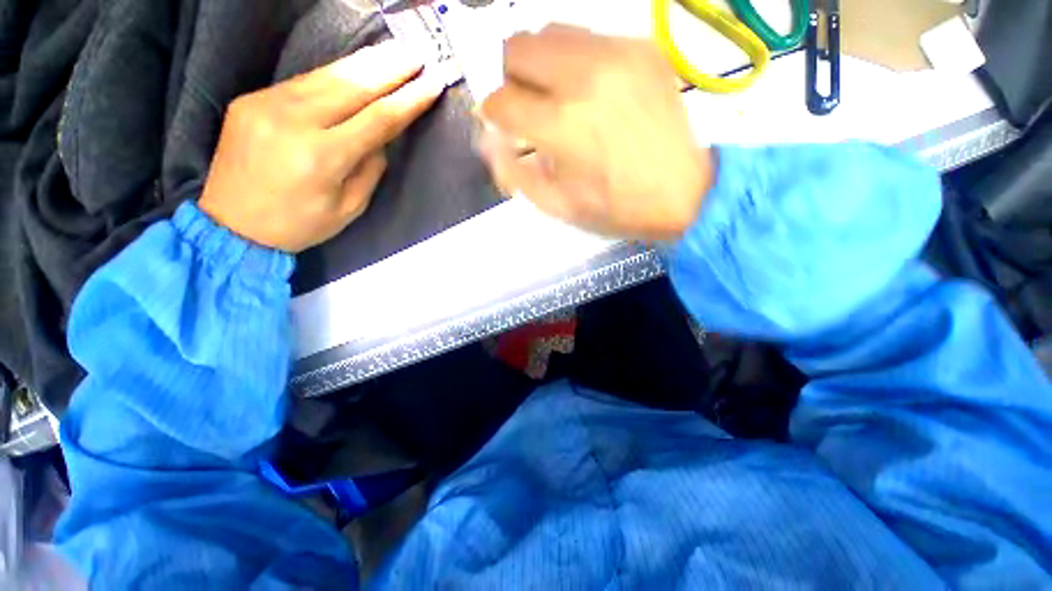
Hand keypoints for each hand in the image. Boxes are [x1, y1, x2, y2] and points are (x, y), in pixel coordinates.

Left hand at [199, 42, 443, 252]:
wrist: (231, 225)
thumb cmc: (299, 224)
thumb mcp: (349, 208)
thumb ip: (369, 169)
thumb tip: (379, 138)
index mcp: (322, 157)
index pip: (378, 119)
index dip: (409, 100)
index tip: (432, 83)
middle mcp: (293, 121)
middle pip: (352, 86)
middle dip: (391, 68)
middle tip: (418, 54)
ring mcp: (266, 104)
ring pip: (327, 75)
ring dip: (366, 62)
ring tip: (394, 52)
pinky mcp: (252, 99)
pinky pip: (303, 81)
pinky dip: (335, 74)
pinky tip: (356, 68)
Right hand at [479, 25, 713, 240]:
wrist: (683, 193)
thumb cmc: (615, 208)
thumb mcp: (557, 205)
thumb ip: (514, 173)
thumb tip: (488, 140)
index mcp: (561, 126)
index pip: (500, 100)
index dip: (493, 114)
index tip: (501, 125)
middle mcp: (584, 77)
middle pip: (516, 48)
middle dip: (509, 78)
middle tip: (524, 105)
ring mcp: (616, 55)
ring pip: (549, 33)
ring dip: (539, 63)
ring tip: (555, 96)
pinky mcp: (641, 48)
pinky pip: (588, 37)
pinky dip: (575, 61)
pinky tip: (590, 92)